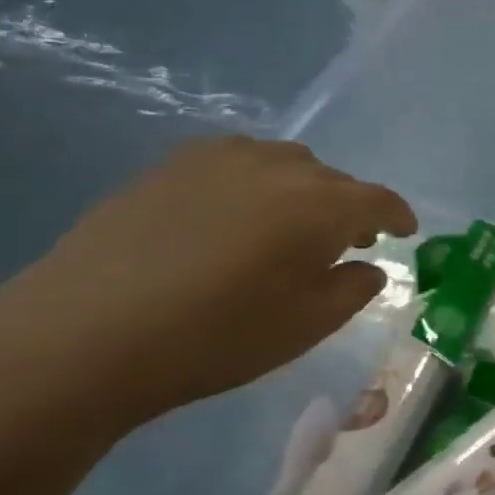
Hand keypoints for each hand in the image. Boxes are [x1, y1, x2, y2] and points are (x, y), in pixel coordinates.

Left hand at [0, 137, 416, 429]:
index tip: (406, 232)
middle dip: (349, 208)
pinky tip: (237, 218)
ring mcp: (219, 159)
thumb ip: (352, 289)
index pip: (378, 200)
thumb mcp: (307, 326)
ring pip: (285, 164)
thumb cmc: (218, 336)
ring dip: (303, 192)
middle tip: (348, 242)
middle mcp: (277, 167)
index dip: (397, 216)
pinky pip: (237, 164)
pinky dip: (256, 184)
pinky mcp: (171, 165)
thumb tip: (367, 267)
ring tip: (291, 228)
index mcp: (320, 205)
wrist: (88, 332)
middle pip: (332, 179)